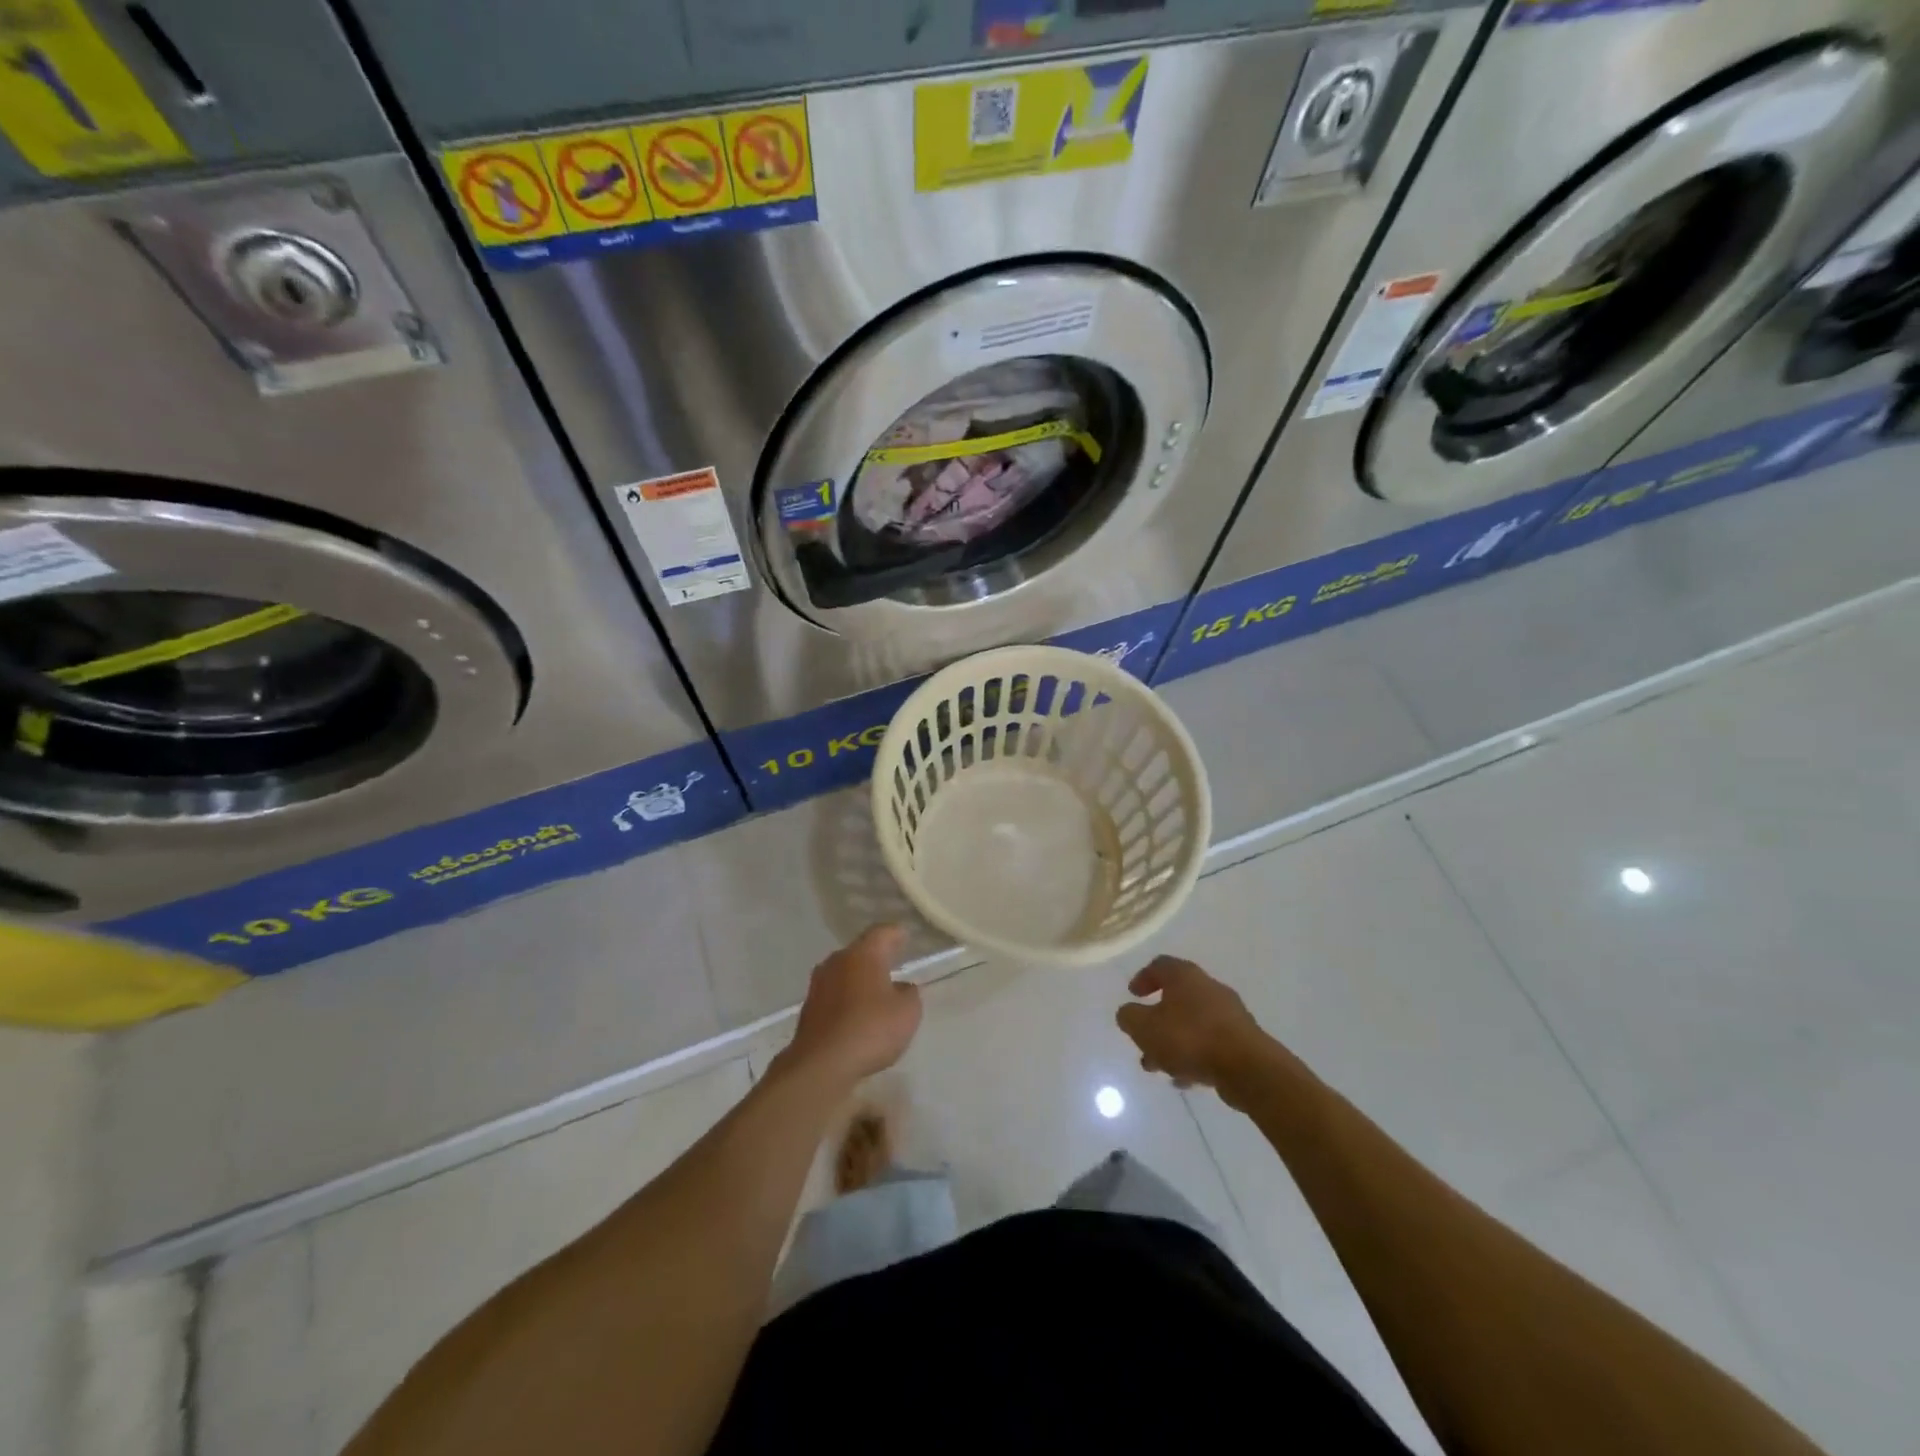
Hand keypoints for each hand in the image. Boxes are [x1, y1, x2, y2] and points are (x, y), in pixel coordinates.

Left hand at [783, 925, 921, 1087]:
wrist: (821, 1064)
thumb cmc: (871, 1029)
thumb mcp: (907, 1012)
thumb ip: (909, 994)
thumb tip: (901, 988)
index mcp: (863, 954)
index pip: (882, 933)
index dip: (896, 934)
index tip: (905, 937)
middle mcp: (837, 961)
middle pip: (860, 952)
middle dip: (876, 957)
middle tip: (893, 963)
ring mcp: (819, 984)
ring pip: (844, 973)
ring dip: (859, 979)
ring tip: (876, 991)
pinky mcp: (809, 1009)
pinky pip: (834, 995)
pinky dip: (847, 999)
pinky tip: (857, 1014)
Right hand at [1116, 956, 1277, 1094]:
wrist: (1248, 1068)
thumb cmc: (1190, 1038)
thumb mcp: (1145, 1028)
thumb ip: (1129, 1017)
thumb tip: (1128, 1013)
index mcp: (1185, 976)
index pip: (1160, 965)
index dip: (1143, 978)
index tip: (1132, 995)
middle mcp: (1208, 988)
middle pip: (1176, 998)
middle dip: (1156, 1020)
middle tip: (1142, 1038)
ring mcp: (1228, 1014)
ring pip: (1191, 1024)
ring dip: (1172, 1042)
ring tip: (1158, 1067)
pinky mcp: (1242, 1040)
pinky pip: (1210, 1043)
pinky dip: (1194, 1056)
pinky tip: (1184, 1079)